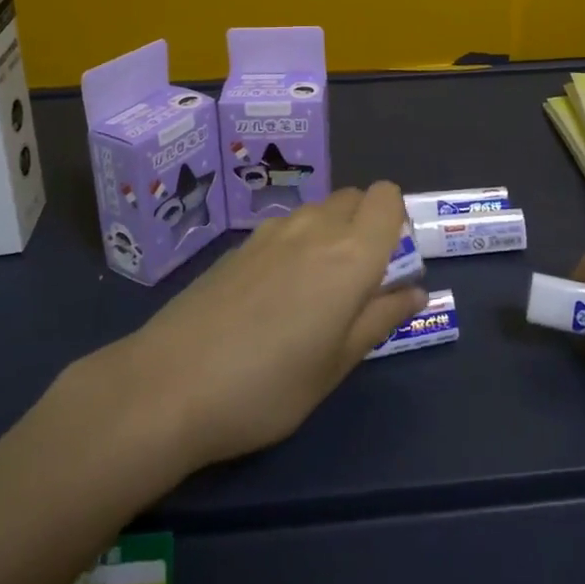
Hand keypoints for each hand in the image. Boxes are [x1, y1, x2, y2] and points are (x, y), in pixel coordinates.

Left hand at [120, 182, 426, 471]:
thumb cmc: (268, 385)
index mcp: (350, 254)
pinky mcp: (240, 244)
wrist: (170, 384)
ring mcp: (272, 231)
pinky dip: (296, 244)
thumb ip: (380, 318)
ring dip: (330, 233)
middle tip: (356, 282)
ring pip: (318, 210)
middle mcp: (315, 227)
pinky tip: (272, 296)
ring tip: (313, 293)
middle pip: (354, 198)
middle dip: (366, 225)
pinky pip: (286, 227)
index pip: (387, 198)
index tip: (390, 263)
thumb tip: (414, 290)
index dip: (396, 220)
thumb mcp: (336, 364)